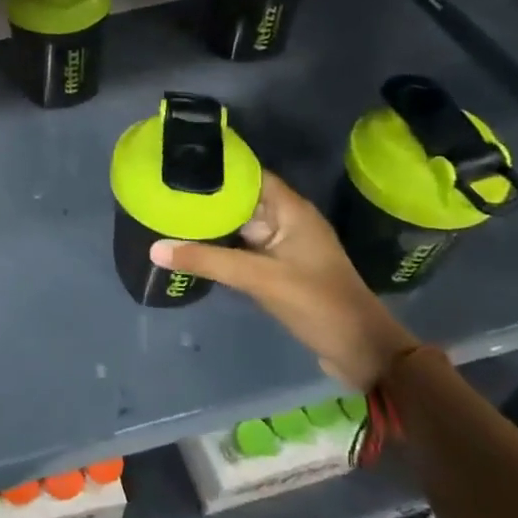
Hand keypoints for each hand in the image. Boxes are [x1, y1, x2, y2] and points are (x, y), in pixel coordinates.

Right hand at [150, 172, 417, 391]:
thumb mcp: (260, 279)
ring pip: (240, 228)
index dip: (219, 168)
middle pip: (241, 201)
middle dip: (207, 198)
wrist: (362, 354)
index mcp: (292, 211)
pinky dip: (221, 249)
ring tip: (168, 216)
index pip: (251, 175)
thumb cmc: (318, 303)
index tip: (180, 164)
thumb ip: (208, 261)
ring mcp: (283, 249)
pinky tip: (191, 249)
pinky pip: (243, 252)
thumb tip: (155, 248)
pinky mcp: (279, 272)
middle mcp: (287, 223)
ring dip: (212, 225)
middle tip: (163, 192)